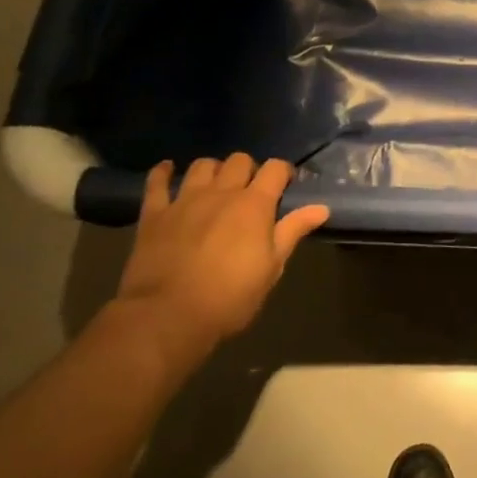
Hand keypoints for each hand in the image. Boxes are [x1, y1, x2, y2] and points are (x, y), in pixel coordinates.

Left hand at [115, 153, 329, 369]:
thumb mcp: (272, 267)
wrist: (168, 317)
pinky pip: (157, 182)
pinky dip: (164, 173)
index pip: (275, 168)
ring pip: (203, 165)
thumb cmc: (230, 296)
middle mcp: (222, 192)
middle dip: (249, 169)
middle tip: (250, 191)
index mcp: (255, 204)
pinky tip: (169, 170)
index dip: (283, 172)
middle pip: (239, 160)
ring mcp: (185, 200)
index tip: (285, 185)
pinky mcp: (154, 214)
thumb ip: (293, 231)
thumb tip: (322, 208)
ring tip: (216, 186)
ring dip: (214, 170)